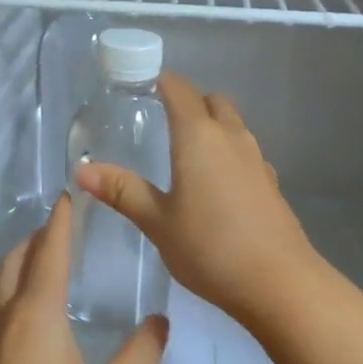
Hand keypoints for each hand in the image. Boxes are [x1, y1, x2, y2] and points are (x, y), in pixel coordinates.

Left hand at [0, 194, 167, 363]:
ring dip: (26, 267)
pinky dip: (23, 297)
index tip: (68, 195)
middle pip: (16, 265)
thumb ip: (139, 356)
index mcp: (37, 315)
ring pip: (6, 292)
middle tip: (61, 225)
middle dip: (36, 240)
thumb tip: (160, 321)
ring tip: (53, 263)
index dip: (61, 223)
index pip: (50, 253)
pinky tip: (45, 320)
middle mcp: (11, 324)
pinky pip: (7, 317)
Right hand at [76, 71, 322, 327]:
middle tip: (163, 120)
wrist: (279, 282)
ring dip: (212, 126)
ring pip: (233, 125)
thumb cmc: (210, 247)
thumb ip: (123, 191)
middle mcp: (231, 137)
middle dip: (190, 101)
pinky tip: (216, 184)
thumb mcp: (158, 222)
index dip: (162, 81)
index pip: (180, 89)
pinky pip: (245, 152)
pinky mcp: (271, 182)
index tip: (142, 85)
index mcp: (199, 136)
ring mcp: (256, 158)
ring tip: (186, 152)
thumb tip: (82, 170)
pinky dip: (228, 153)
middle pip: (212, 101)